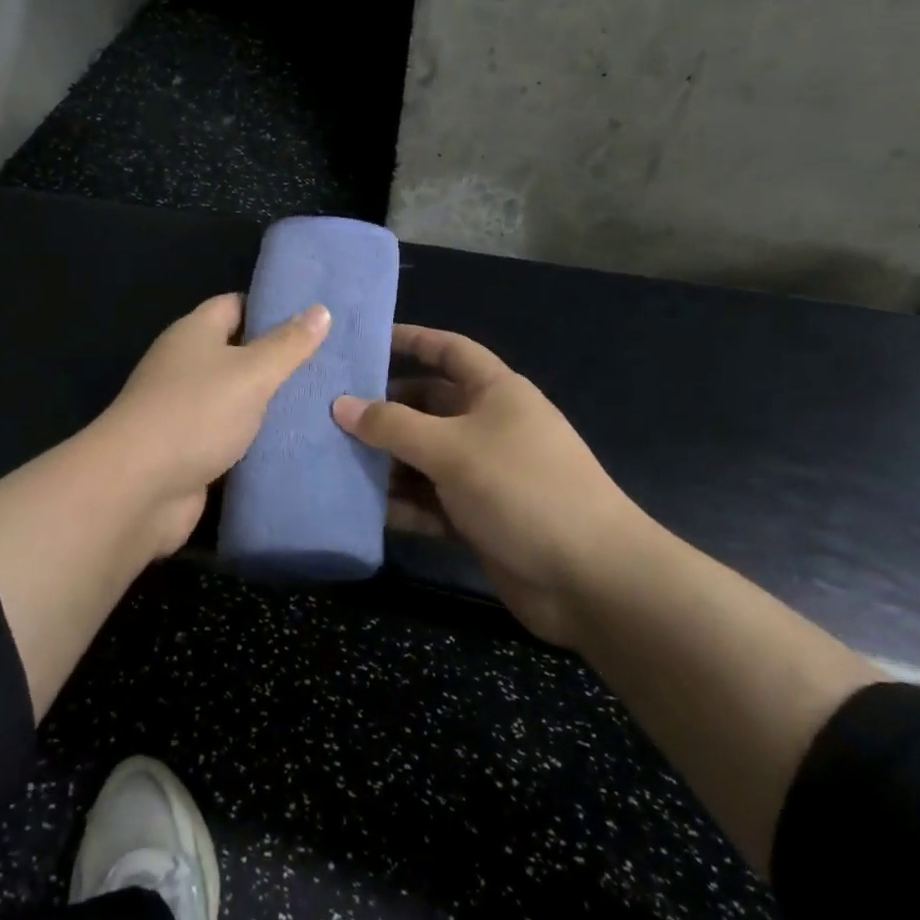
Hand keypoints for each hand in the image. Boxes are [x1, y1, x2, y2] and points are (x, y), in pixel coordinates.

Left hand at [93, 293, 330, 551]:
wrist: (140, 488)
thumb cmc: (196, 413)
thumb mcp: (251, 372)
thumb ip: (287, 344)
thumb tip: (320, 309)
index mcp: (194, 333)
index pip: (235, 305)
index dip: (273, 308)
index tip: (316, 316)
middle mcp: (186, 366)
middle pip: (238, 353)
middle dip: (280, 359)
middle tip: (332, 363)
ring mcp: (186, 410)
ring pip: (238, 398)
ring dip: (271, 404)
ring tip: (326, 401)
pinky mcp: (191, 450)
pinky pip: (232, 437)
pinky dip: (258, 440)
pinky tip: (298, 442)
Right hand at [331, 325, 649, 647]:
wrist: (590, 579)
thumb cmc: (522, 489)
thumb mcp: (451, 449)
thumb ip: (392, 425)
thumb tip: (339, 404)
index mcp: (496, 393)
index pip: (449, 350)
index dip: (411, 340)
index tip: (365, 341)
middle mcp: (489, 426)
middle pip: (427, 405)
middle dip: (384, 409)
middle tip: (330, 411)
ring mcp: (484, 473)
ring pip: (423, 456)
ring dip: (386, 461)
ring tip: (332, 459)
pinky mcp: (478, 517)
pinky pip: (429, 500)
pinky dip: (401, 503)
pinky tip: (361, 508)